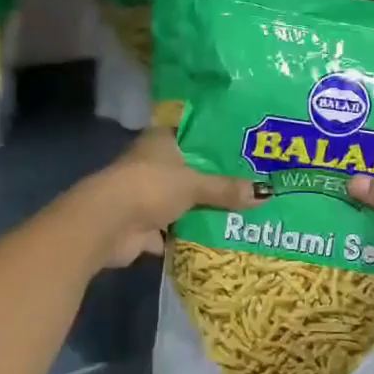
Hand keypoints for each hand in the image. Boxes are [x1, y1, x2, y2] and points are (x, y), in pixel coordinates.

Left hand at [82, 129, 266, 267]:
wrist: (107, 225)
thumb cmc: (150, 186)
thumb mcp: (194, 184)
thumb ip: (226, 189)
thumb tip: (266, 193)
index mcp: (159, 141)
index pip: (192, 134)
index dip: (216, 141)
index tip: (245, 148)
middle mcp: (151, 164)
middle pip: (190, 170)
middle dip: (215, 179)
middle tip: (252, 183)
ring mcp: (145, 195)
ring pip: (182, 201)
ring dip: (202, 209)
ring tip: (242, 212)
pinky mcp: (142, 226)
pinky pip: (173, 230)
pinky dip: (189, 236)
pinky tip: (217, 239)